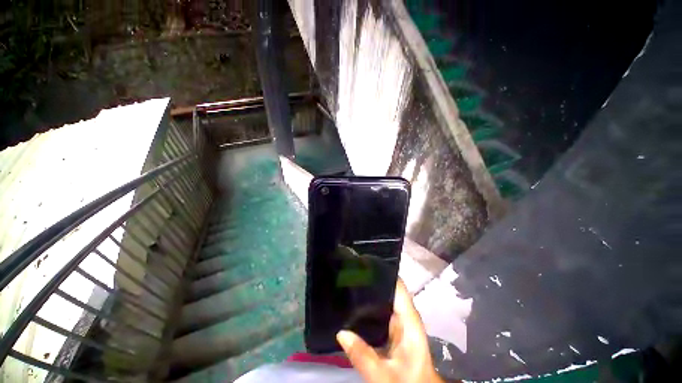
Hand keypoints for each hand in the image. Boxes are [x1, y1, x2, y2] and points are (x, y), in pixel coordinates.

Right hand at [336, 279, 443, 382]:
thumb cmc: (407, 382)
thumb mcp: (383, 375)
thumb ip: (363, 356)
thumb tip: (341, 332)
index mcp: (408, 318)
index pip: (397, 284)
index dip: (382, 272)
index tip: (363, 264)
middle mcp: (404, 314)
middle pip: (388, 288)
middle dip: (370, 280)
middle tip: (349, 274)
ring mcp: (398, 320)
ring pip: (383, 298)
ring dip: (368, 292)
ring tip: (348, 284)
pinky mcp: (392, 328)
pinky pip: (379, 310)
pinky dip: (368, 305)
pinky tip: (353, 305)